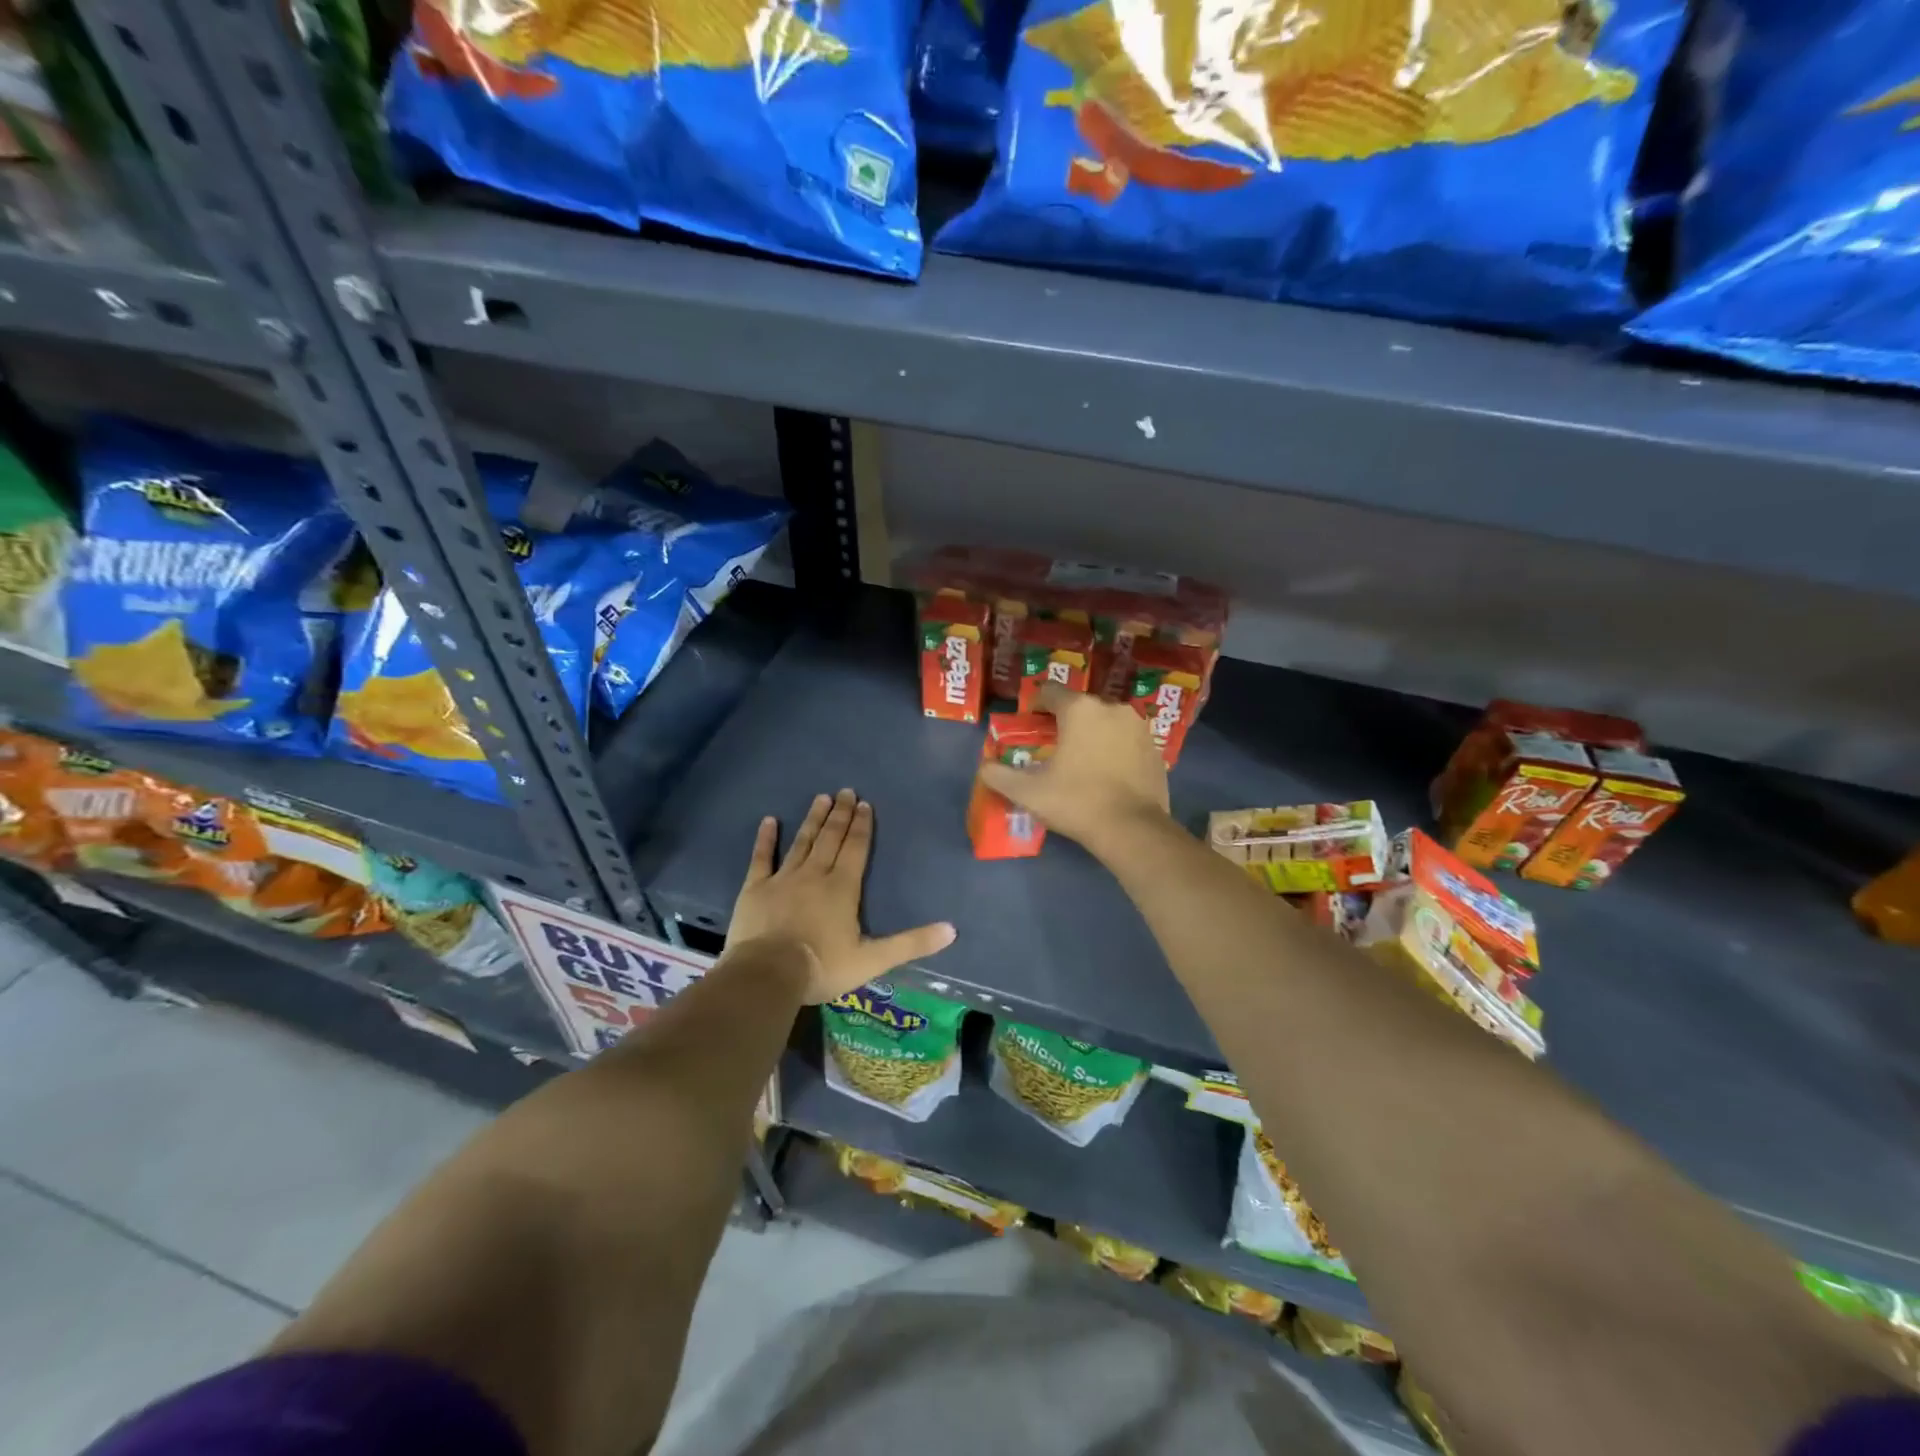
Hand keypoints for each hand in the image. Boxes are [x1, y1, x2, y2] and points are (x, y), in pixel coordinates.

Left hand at [727, 789, 955, 1003]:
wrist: (768, 974)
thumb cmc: (823, 966)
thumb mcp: (873, 960)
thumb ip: (911, 943)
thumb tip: (952, 930)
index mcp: (843, 887)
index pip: (856, 848)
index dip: (862, 826)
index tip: (865, 804)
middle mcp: (815, 874)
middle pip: (830, 838)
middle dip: (840, 814)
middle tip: (846, 791)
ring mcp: (783, 878)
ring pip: (802, 842)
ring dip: (813, 819)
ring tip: (821, 798)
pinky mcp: (755, 889)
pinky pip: (762, 858)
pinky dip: (765, 839)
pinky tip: (769, 821)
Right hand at [978, 682, 1170, 854]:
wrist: (1132, 830)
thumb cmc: (1076, 802)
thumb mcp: (1028, 792)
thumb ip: (999, 775)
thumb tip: (984, 768)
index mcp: (1079, 710)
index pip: (1050, 692)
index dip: (1035, 706)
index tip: (1028, 726)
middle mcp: (1112, 708)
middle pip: (1079, 707)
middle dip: (1064, 722)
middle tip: (1051, 748)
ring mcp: (1138, 727)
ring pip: (1106, 722)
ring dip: (1091, 735)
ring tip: (1081, 761)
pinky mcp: (1155, 748)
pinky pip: (1126, 741)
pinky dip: (1114, 750)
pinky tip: (1107, 774)